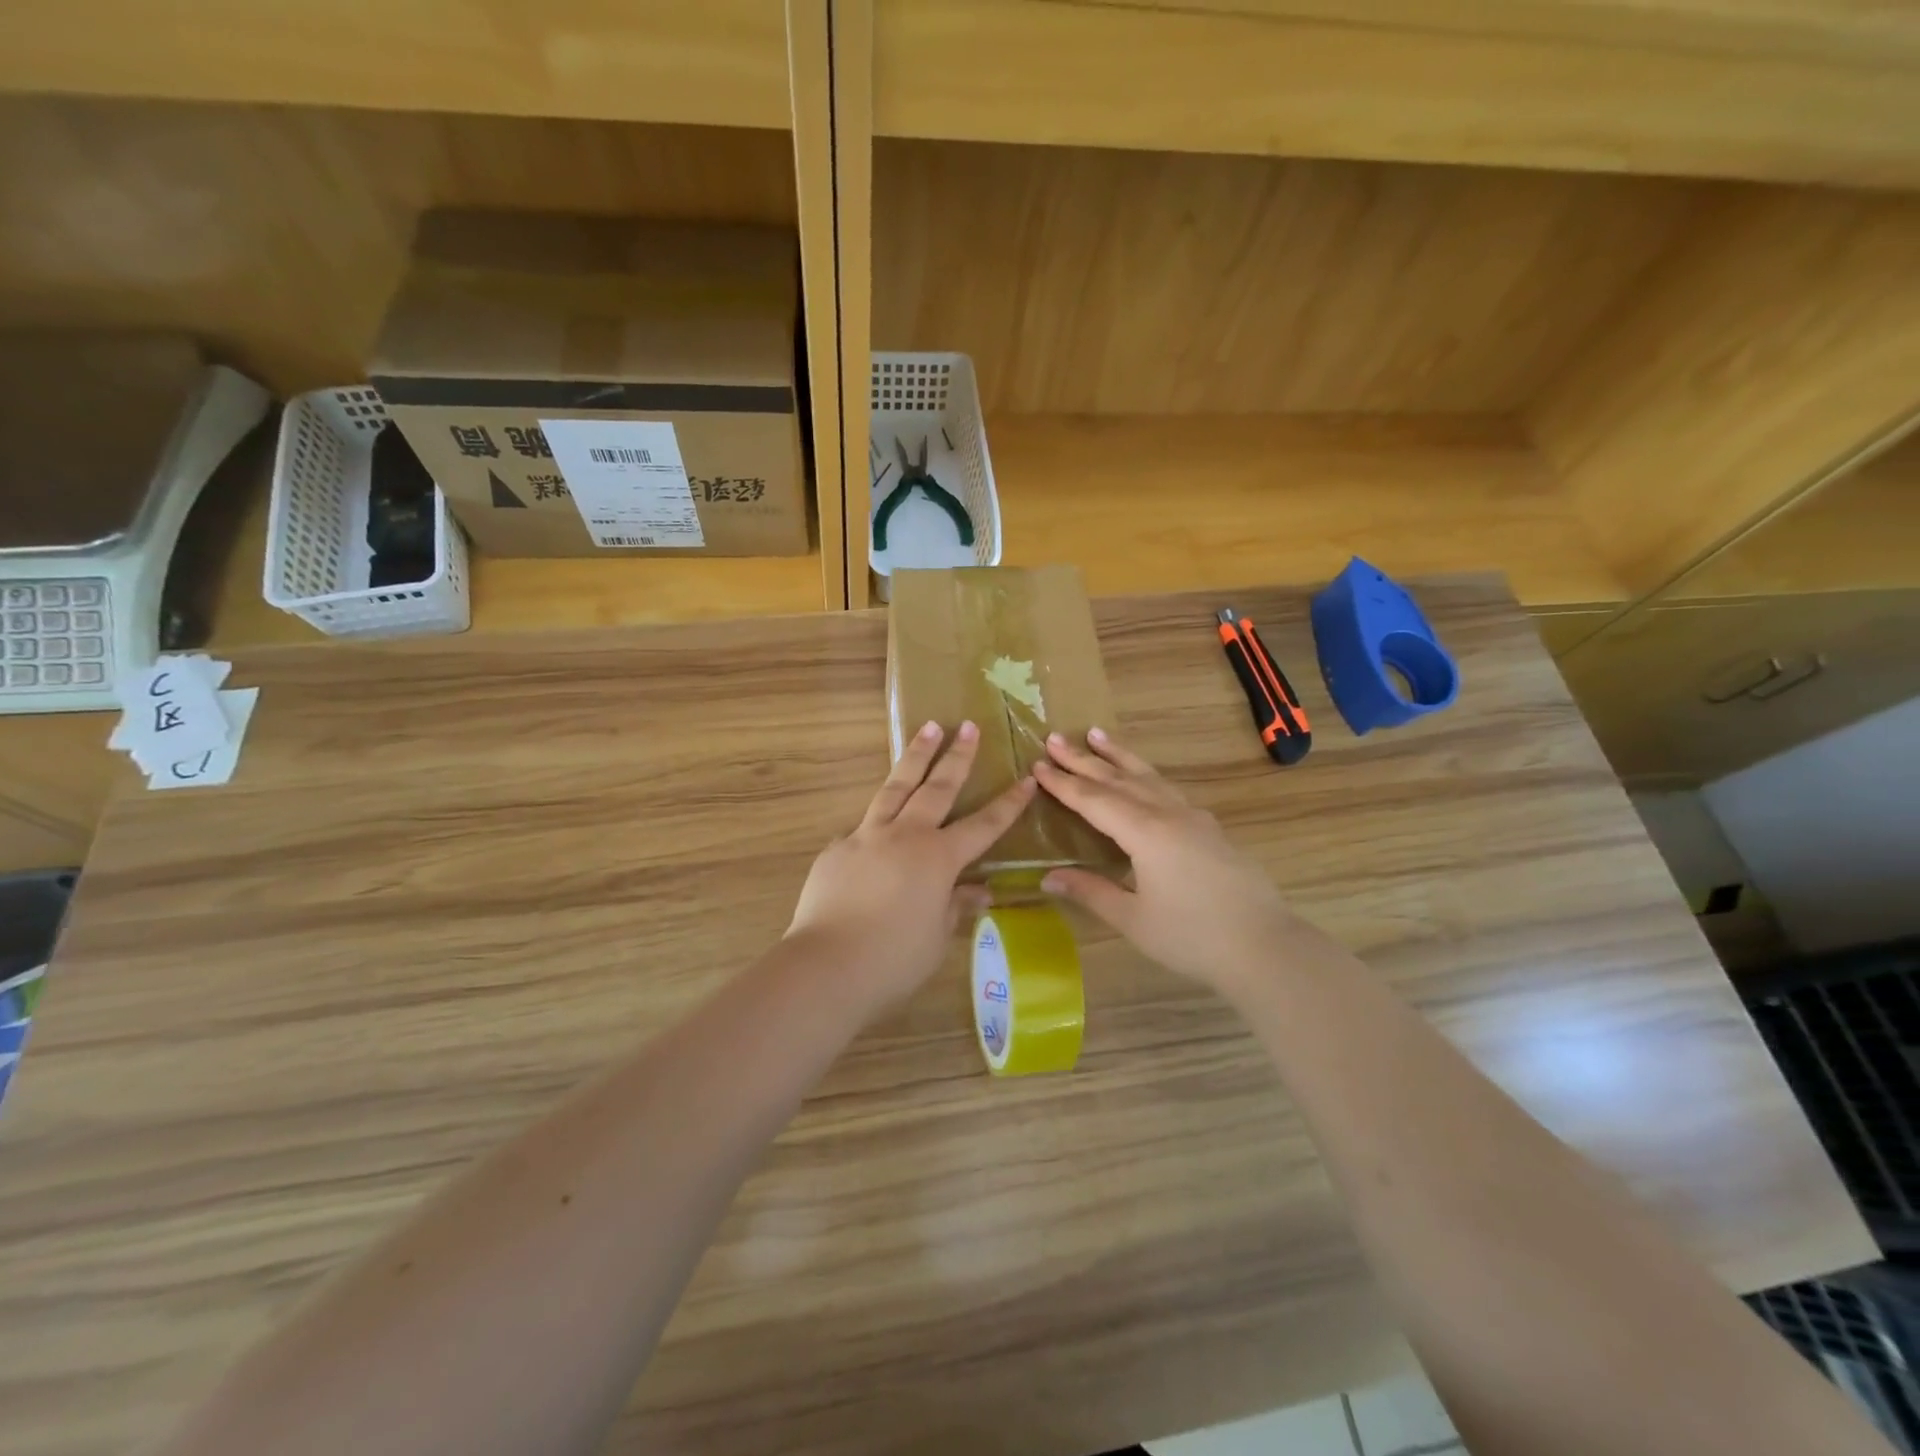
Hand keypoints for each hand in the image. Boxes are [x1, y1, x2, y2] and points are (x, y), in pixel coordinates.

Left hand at [787, 720, 1035, 1011]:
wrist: (827, 965)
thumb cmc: (893, 959)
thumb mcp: (937, 936)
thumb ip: (956, 906)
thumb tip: (979, 891)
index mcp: (938, 858)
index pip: (983, 826)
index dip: (1008, 804)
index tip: (1026, 779)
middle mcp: (905, 836)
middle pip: (936, 788)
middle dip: (957, 757)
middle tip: (968, 727)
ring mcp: (866, 837)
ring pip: (895, 787)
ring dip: (915, 757)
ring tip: (928, 728)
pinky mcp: (836, 849)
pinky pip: (861, 827)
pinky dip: (875, 820)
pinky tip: (874, 829)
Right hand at [1033, 728, 1296, 997]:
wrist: (1265, 946)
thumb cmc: (1192, 937)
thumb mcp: (1133, 919)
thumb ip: (1091, 891)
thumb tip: (1048, 877)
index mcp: (1145, 833)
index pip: (1094, 800)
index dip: (1063, 783)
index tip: (1038, 764)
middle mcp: (1168, 814)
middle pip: (1118, 779)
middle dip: (1083, 759)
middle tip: (1054, 737)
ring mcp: (1193, 818)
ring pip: (1148, 776)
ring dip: (1119, 755)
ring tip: (1096, 734)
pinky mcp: (1209, 829)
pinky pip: (1168, 790)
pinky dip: (1146, 775)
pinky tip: (1144, 778)